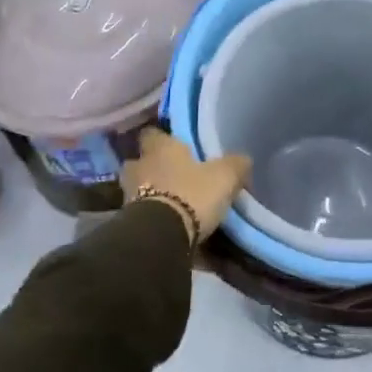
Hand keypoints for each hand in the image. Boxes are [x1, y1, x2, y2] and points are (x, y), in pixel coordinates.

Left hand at [119, 127, 250, 246]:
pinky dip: (151, 219)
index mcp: (160, 147)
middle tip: (174, 176)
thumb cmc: (191, 194)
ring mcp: (128, 196)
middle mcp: (140, 166)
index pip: (152, 133)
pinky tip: (169, 226)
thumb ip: (235, 164)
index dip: (163, 138)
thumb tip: (243, 160)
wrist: (160, 238)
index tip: (176, 145)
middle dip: (153, 168)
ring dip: (150, 194)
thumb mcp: (225, 176)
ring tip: (172, 204)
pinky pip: (141, 215)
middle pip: (141, 162)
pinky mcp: (128, 223)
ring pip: (138, 189)